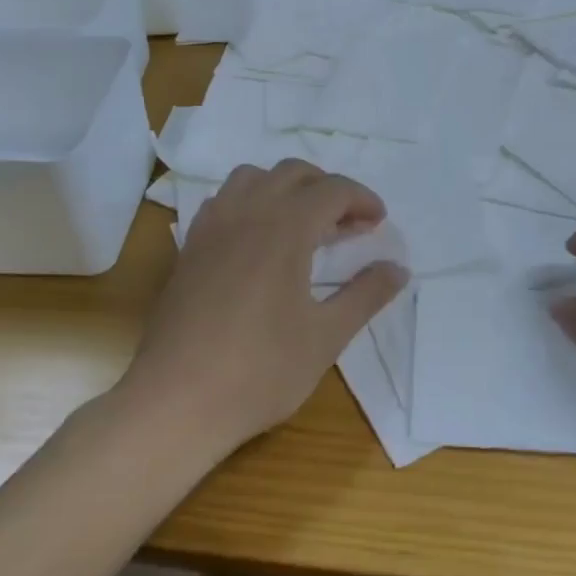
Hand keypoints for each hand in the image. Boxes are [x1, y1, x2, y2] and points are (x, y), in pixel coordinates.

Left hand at [127, 160, 408, 458]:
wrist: (176, 401)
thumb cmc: (260, 370)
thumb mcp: (326, 336)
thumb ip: (366, 295)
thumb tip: (398, 268)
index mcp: (284, 228)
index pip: (331, 190)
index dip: (361, 199)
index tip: (379, 222)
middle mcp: (245, 213)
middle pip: (292, 173)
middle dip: (327, 188)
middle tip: (349, 224)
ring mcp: (210, 228)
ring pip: (251, 178)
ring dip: (285, 188)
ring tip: (304, 224)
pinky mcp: (189, 249)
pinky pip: (222, 202)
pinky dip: (249, 203)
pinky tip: (258, 241)